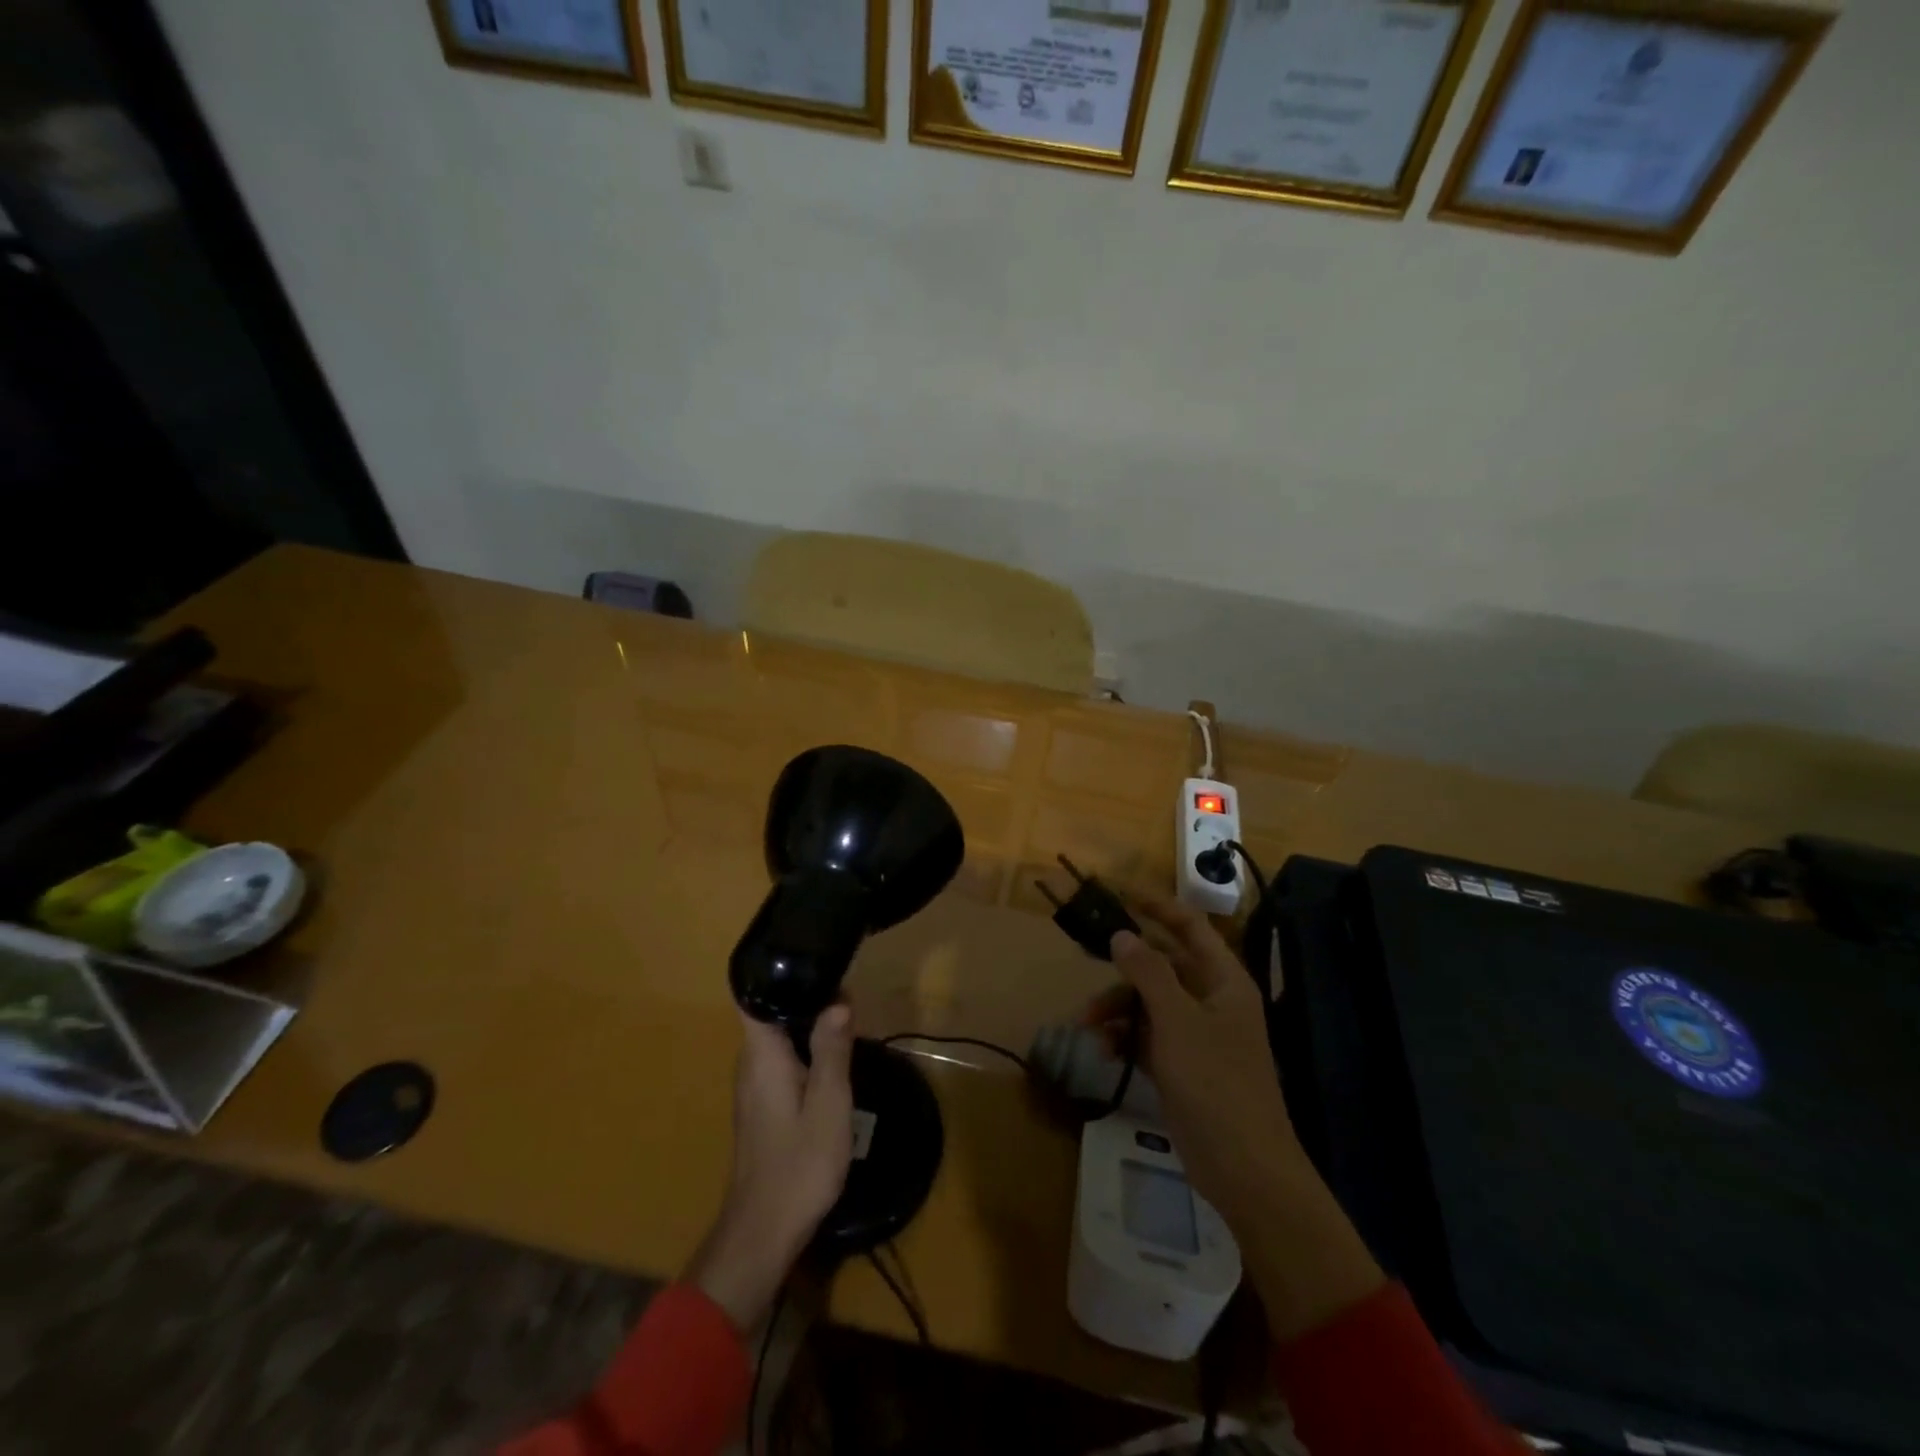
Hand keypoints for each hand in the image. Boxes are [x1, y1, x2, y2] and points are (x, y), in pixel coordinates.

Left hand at [686, 1004, 854, 1331]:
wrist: (764, 1231)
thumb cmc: (799, 1162)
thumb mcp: (829, 1104)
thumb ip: (832, 1049)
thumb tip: (837, 999)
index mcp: (761, 1055)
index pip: (754, 997)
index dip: (776, 972)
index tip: (809, 957)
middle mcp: (750, 1063)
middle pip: (770, 1013)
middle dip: (804, 994)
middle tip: (845, 984)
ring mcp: (753, 1086)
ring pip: (778, 1037)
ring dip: (807, 1023)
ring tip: (846, 1011)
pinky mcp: (761, 1105)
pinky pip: (781, 1059)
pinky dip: (804, 1048)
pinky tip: (831, 1054)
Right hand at [1090, 896, 1382, 1339]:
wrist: (1245, 1171)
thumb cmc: (1216, 1085)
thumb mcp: (1177, 1023)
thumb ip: (1148, 973)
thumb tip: (1122, 933)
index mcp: (1224, 980)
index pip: (1188, 925)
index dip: (1154, 905)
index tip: (1116, 892)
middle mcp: (1212, 1000)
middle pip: (1163, 964)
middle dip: (1124, 965)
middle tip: (1084, 955)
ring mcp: (1198, 1034)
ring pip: (1150, 1001)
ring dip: (1118, 1008)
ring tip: (1088, 1025)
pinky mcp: (1184, 1065)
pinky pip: (1148, 1035)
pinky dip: (1126, 1038)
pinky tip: (1105, 1052)